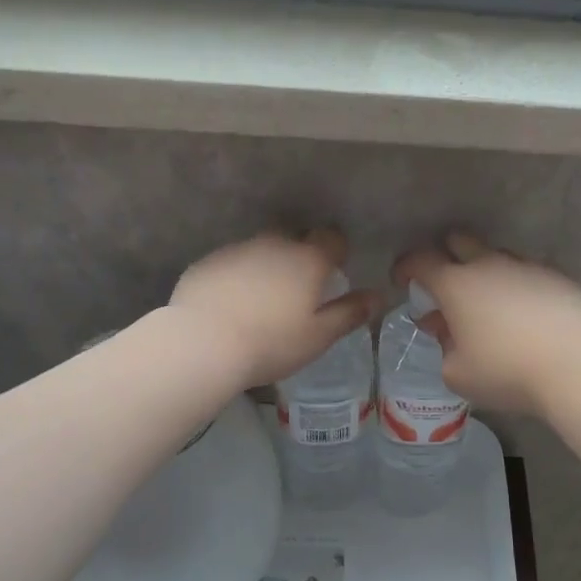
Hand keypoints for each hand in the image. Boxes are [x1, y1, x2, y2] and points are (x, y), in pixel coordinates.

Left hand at [171, 230, 378, 389]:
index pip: (332, 238)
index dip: (337, 251)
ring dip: (268, 264)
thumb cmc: (271, 342)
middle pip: (295, 237)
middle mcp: (274, 244)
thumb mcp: (318, 336)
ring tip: (263, 298)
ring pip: (261, 248)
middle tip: (300, 287)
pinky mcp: (208, 262)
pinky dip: (238, 275)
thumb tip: (377, 296)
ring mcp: (237, 249)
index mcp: (307, 259)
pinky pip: (232, 262)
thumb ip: (350, 313)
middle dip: (301, 253)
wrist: (203, 343)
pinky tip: (232, 303)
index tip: (335, 271)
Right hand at [392, 232, 580, 416]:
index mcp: (456, 285)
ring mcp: (527, 267)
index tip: (402, 280)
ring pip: (496, 255)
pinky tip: (524, 314)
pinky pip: (527, 273)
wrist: (575, 368)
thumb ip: (443, 349)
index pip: (420, 261)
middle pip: (459, 241)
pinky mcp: (557, 277)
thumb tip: (447, 333)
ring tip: (488, 304)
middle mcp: (489, 265)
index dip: (405, 267)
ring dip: (484, 271)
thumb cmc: (505, 372)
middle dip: (445, 255)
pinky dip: (517, 286)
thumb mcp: (457, 373)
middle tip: (445, 283)